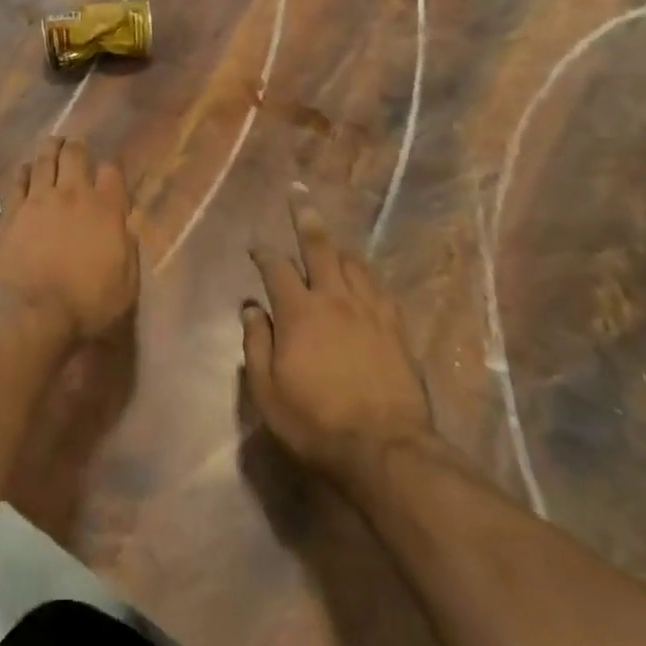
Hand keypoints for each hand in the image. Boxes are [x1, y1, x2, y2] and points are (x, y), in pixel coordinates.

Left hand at [0, 137, 138, 343]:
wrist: (33, 312)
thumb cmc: (87, 304)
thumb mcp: (126, 284)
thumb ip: (128, 250)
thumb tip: (125, 227)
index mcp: (106, 209)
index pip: (112, 172)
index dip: (111, 168)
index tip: (109, 173)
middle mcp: (73, 195)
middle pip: (75, 155)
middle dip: (77, 147)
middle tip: (76, 146)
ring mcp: (39, 200)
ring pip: (44, 160)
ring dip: (50, 149)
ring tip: (52, 144)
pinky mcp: (12, 211)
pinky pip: (18, 181)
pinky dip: (24, 171)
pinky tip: (26, 169)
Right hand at [242, 189, 432, 484]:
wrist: (385, 449)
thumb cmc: (316, 423)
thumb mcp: (268, 391)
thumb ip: (256, 344)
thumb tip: (250, 308)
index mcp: (299, 312)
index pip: (276, 268)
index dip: (263, 253)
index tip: (255, 246)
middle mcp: (334, 299)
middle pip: (319, 248)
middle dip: (306, 220)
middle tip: (300, 195)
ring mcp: (369, 311)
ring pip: (354, 263)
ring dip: (338, 246)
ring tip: (331, 237)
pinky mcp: (395, 329)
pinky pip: (380, 288)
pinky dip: (367, 275)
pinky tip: (365, 276)